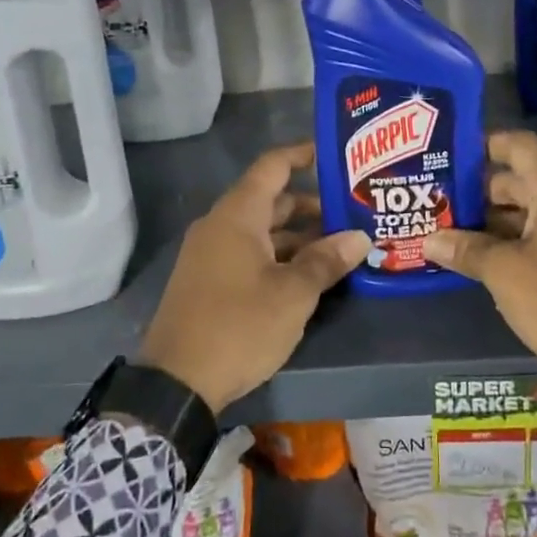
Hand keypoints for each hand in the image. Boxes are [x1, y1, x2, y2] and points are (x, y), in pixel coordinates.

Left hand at [136, 142, 369, 413]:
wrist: (177, 382)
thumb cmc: (239, 326)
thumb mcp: (292, 294)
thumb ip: (326, 261)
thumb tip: (360, 237)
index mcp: (237, 216)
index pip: (272, 166)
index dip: (303, 155)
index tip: (334, 154)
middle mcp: (220, 226)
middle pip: (271, 201)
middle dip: (312, 206)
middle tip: (353, 212)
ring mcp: (211, 254)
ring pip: (262, 231)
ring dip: (299, 236)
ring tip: (341, 247)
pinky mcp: (209, 281)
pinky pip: (250, 253)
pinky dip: (280, 256)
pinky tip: (309, 275)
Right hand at [424, 130, 536, 431]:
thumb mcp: (505, 273)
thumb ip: (466, 250)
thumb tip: (430, 240)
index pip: (518, 145)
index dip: (482, 146)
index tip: (448, 156)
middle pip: (522, 179)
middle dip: (479, 191)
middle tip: (438, 202)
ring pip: (533, 211)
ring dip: (495, 221)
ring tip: (451, 232)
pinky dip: (516, 241)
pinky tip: (484, 259)